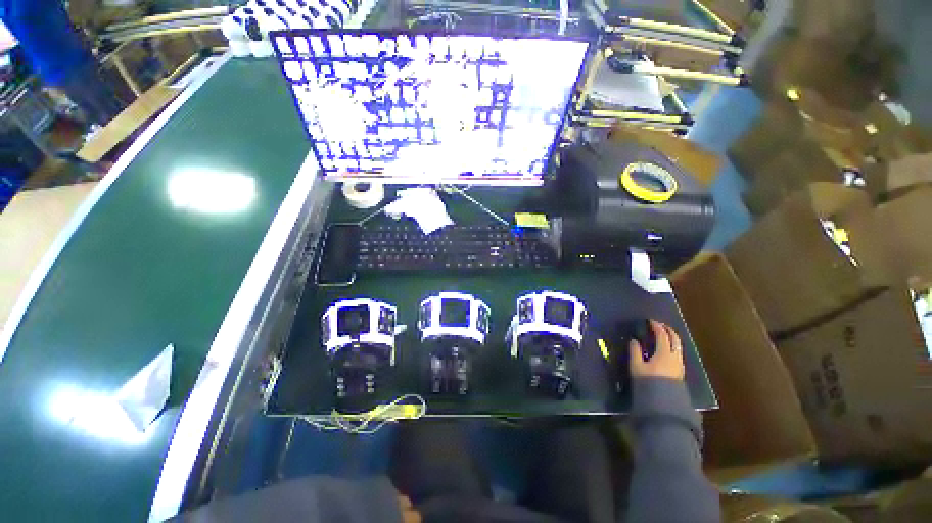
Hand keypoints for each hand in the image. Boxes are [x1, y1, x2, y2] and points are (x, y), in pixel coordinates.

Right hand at [629, 319, 684, 380]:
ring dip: (671, 338)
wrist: (663, 403)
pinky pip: (677, 354)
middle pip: (675, 339)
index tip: (650, 321)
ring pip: (678, 346)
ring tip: (663, 336)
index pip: (662, 335)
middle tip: (660, 325)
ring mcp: (679, 365)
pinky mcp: (679, 372)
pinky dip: (672, 347)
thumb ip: (635, 352)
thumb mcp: (636, 366)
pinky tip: (665, 350)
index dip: (657, 326)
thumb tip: (634, 340)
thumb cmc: (648, 382)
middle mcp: (674, 357)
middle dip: (668, 330)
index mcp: (664, 353)